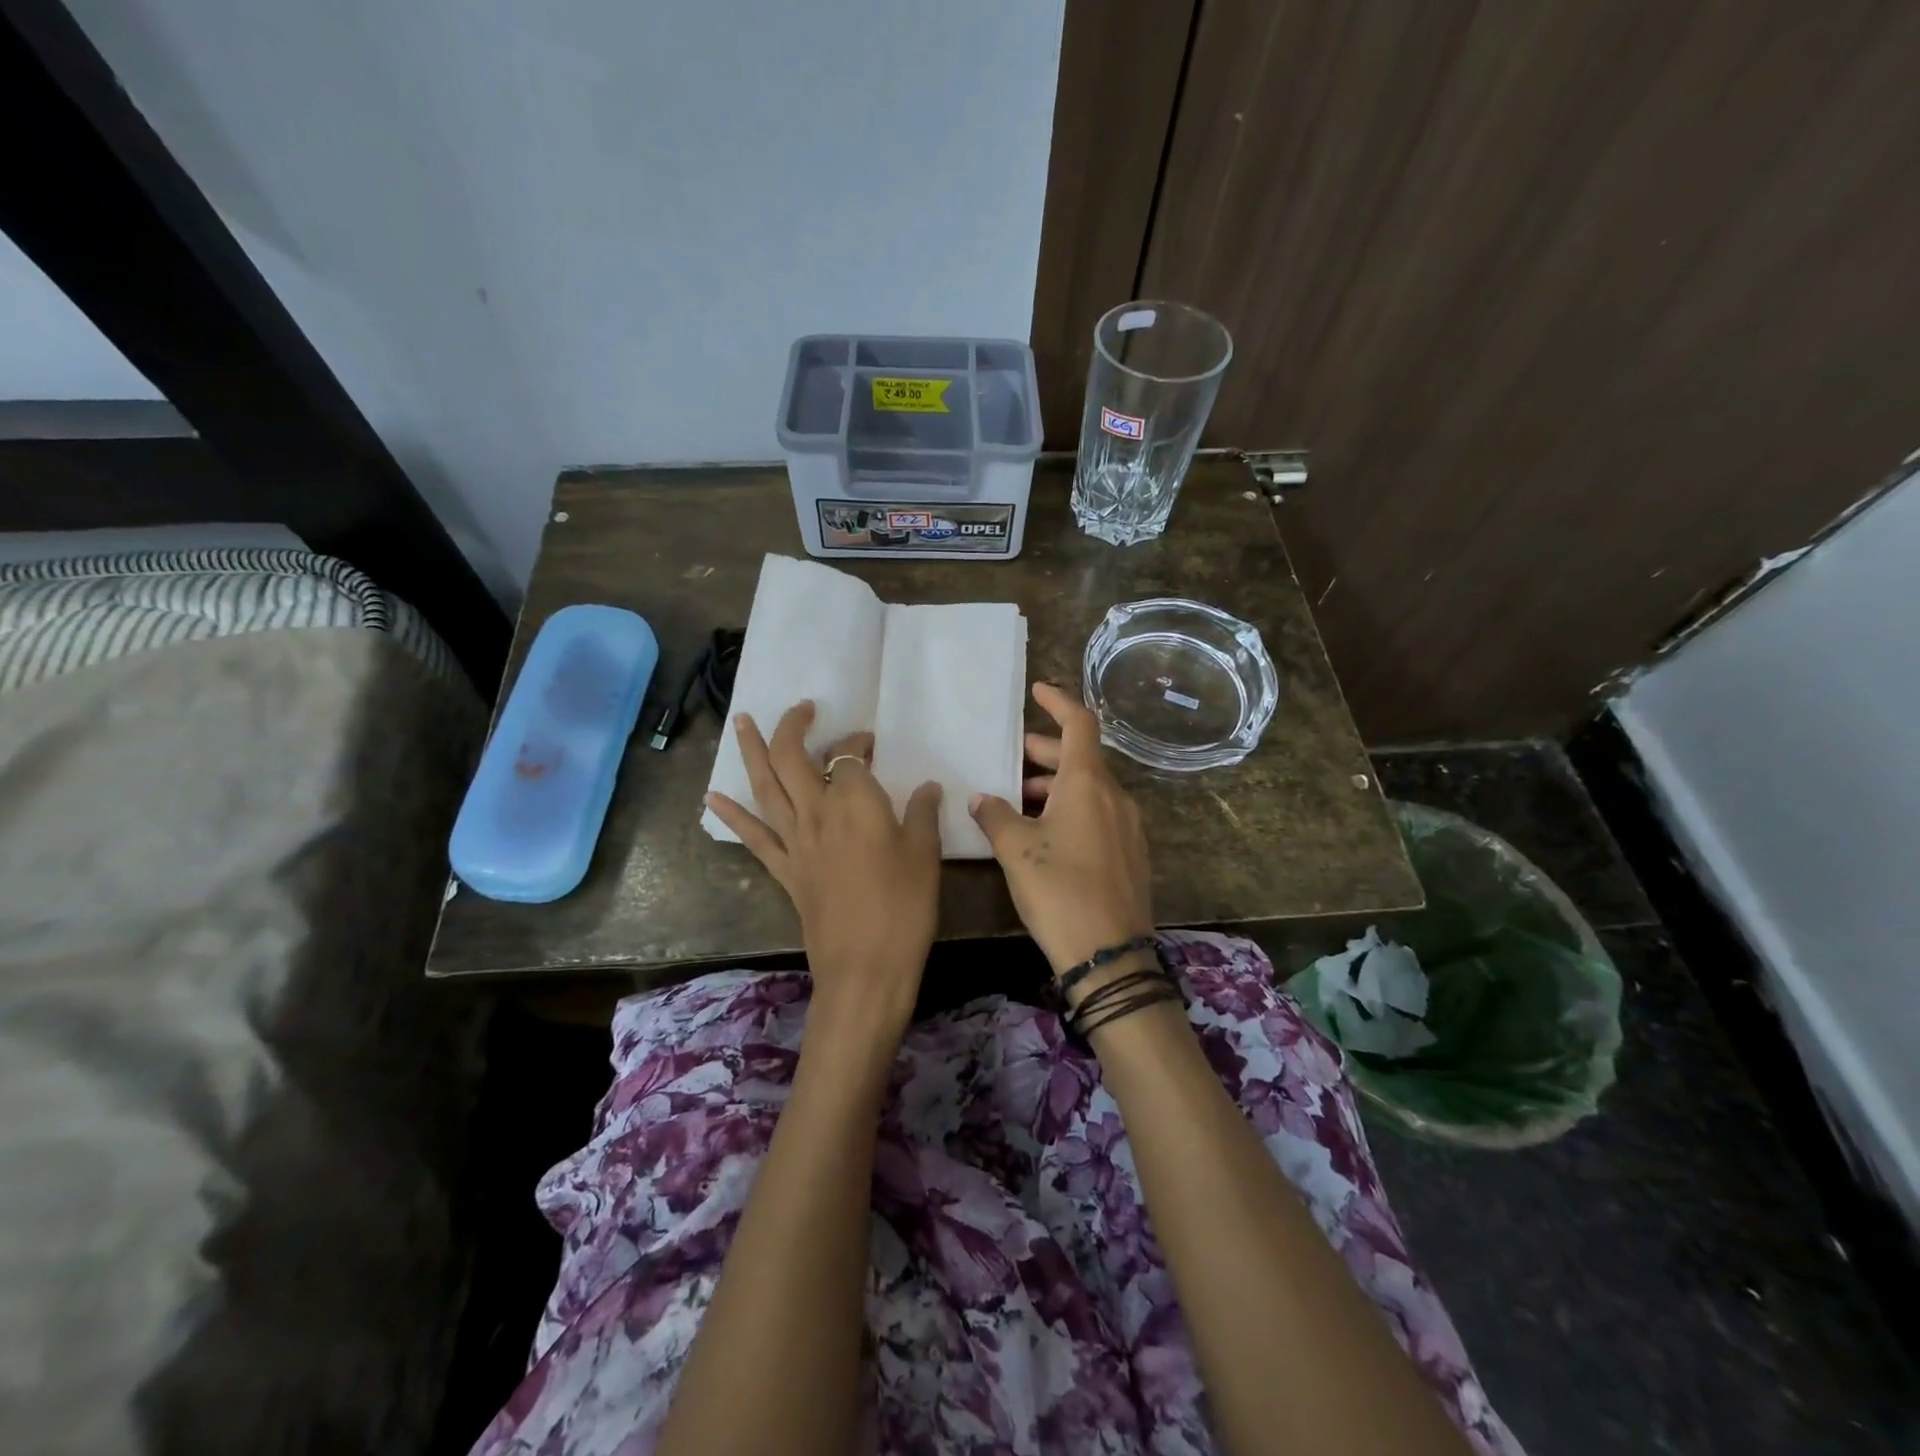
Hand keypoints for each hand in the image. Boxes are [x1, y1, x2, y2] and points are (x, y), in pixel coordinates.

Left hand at [707, 701, 942, 1045]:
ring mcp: (795, 842)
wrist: (865, 968)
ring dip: (752, 751)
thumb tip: (927, 787)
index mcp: (855, 803)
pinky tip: (713, 798)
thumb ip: (922, 814)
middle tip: (803, 709)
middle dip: (794, 727)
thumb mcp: (925, 855)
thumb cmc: (904, 907)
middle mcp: (817, 813)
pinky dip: (732, 816)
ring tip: (740, 721)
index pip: (850, 756)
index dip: (859, 744)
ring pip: (766, 787)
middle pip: (794, 758)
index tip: (873, 745)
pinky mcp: (784, 871)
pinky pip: (753, 837)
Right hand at [968, 683, 1153, 976]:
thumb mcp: (1016, 850)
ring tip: (1018, 801)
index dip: (1059, 702)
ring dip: (1055, 786)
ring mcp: (1128, 826)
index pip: (1080, 724)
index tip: (1038, 690)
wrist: (1109, 954)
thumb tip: (981, 798)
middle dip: (1045, 753)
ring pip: (1089, 789)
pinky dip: (1071, 809)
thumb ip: (995, 816)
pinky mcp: (1131, 853)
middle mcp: (1115, 797)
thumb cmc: (1059, 890)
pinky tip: (1045, 833)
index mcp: (1089, 783)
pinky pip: (1099, 814)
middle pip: (1081, 757)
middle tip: (1011, 759)